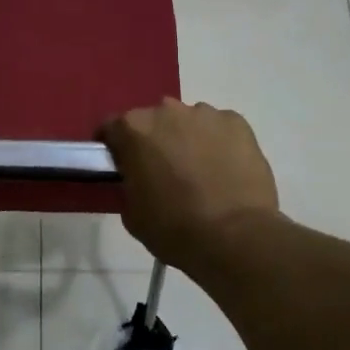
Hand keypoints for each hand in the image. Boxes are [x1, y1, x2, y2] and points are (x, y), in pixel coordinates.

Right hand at [100, 100, 279, 274]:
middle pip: (152, 121)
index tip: (121, 167)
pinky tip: (225, 170)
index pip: (111, 128)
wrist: (237, 238)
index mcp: (134, 129)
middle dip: (153, 141)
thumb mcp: (131, 213)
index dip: (113, 148)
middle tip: (162, 172)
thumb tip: (137, 178)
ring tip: (198, 172)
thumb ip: (128, 184)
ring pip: (188, 122)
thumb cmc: (175, 228)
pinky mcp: (237, 123)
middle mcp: (167, 111)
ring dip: (186, 139)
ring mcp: (205, 114)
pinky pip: (219, 128)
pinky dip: (217, 143)